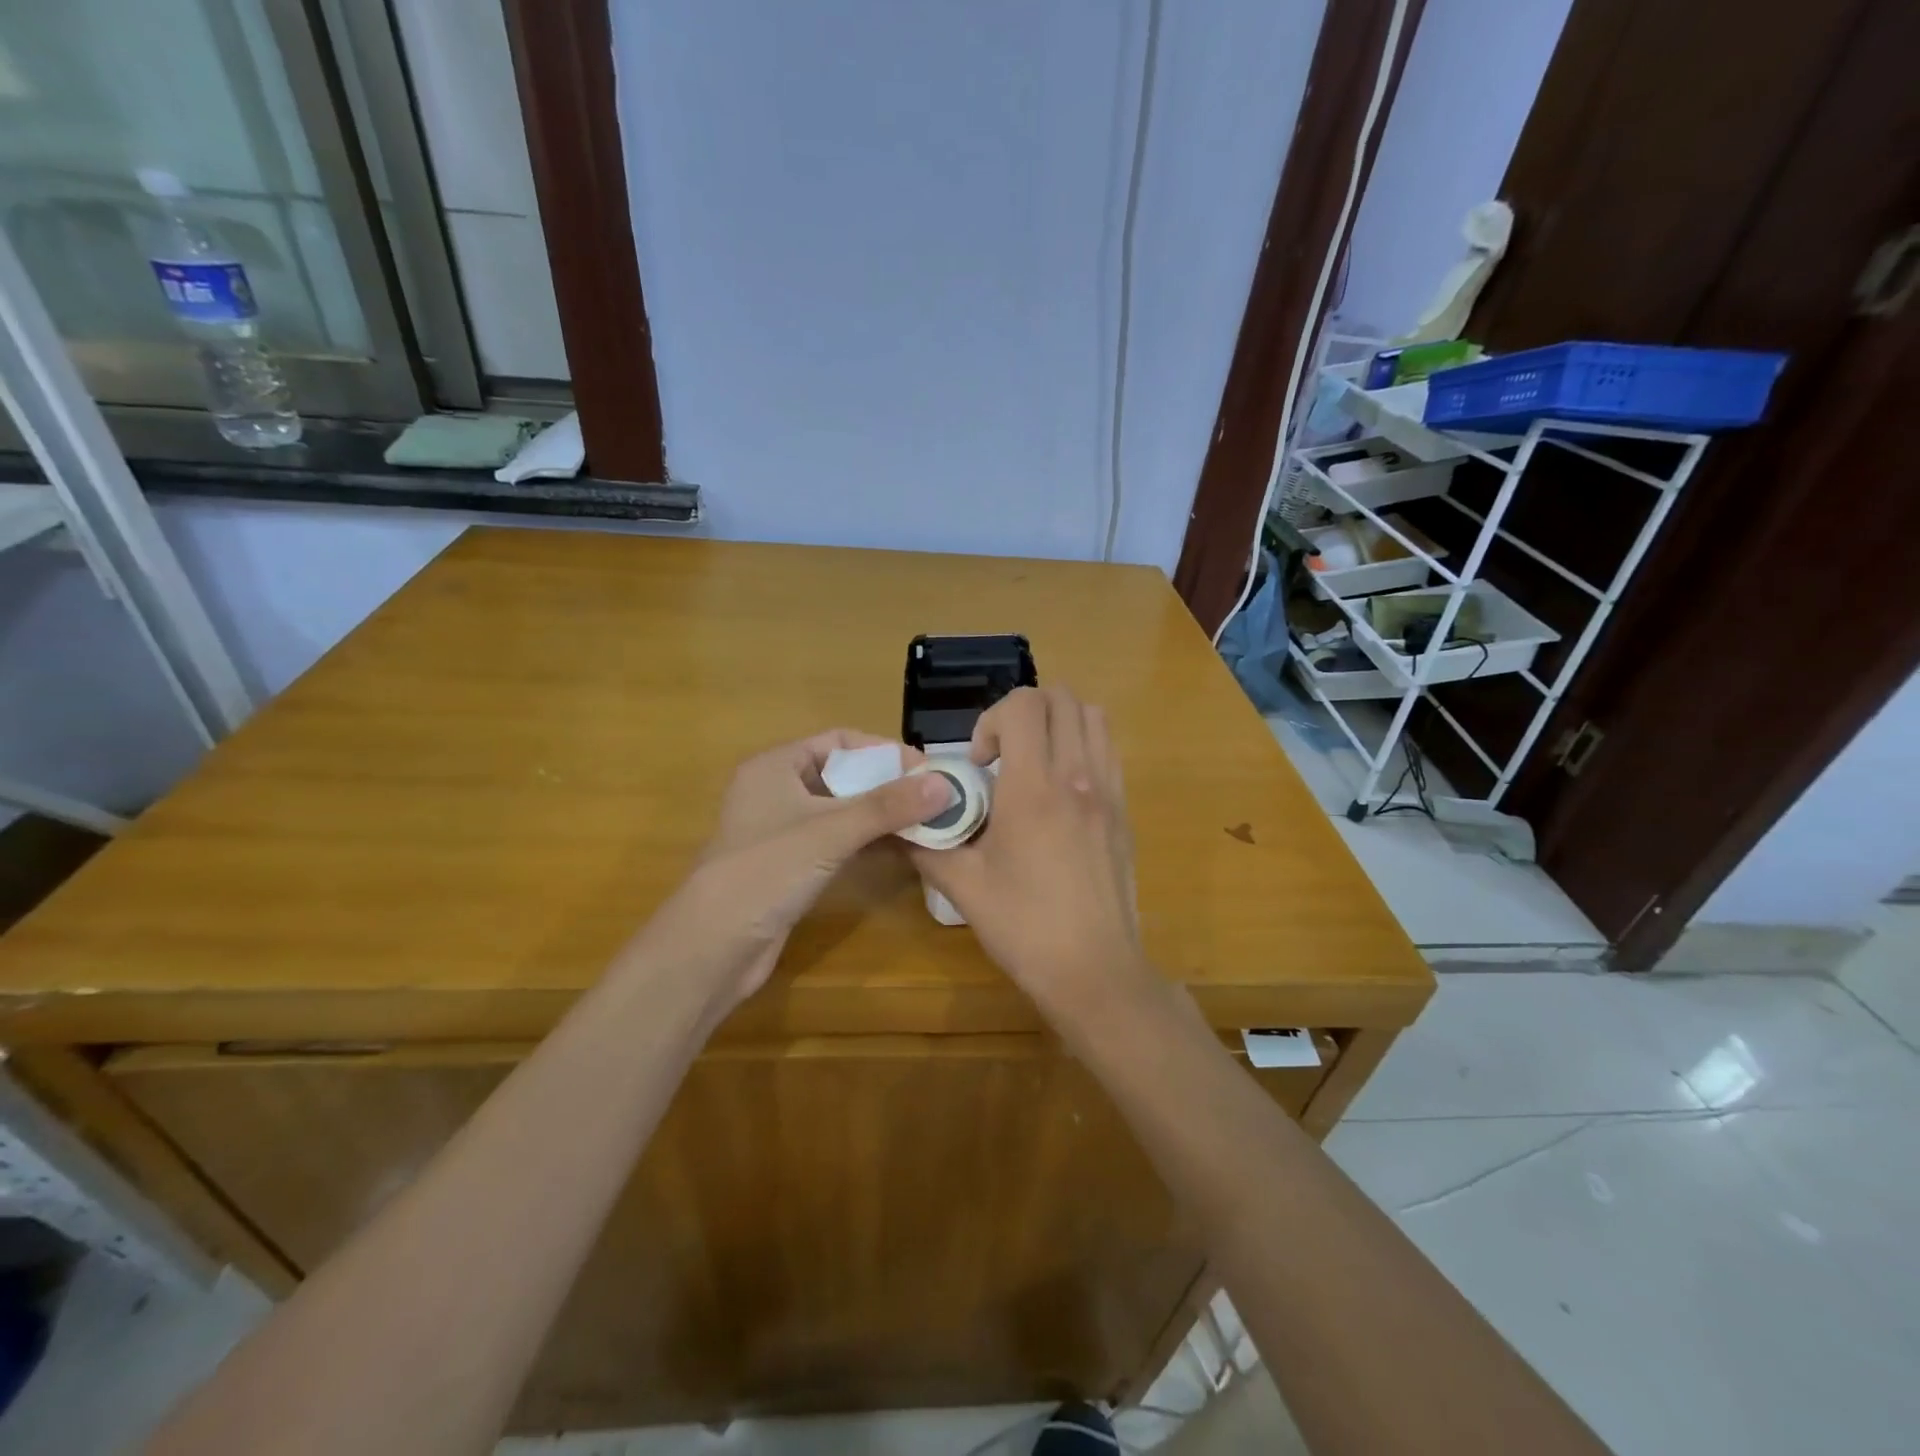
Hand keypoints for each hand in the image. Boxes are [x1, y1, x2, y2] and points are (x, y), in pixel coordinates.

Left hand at [644, 731, 947, 1012]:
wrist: (713, 947)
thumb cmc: (766, 871)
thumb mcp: (830, 831)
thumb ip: (888, 806)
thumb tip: (945, 784)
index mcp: (775, 766)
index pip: (840, 741)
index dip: (884, 751)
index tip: (926, 769)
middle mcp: (776, 791)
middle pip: (843, 775)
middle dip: (888, 785)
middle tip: (934, 797)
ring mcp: (782, 831)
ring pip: (842, 811)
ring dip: (881, 815)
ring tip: (927, 822)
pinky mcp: (790, 865)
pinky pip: (836, 841)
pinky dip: (867, 841)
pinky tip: (901, 848)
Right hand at [910, 687, 1148, 1012]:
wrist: (1094, 970)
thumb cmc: (1024, 927)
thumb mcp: (962, 887)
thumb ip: (927, 845)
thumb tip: (899, 823)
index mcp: (1034, 788)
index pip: (1022, 706)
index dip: (990, 721)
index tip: (979, 765)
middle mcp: (1077, 776)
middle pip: (1062, 698)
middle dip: (1024, 712)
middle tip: (1002, 756)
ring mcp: (1108, 792)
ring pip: (1093, 717)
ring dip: (1058, 723)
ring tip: (1033, 764)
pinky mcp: (1124, 812)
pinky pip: (1108, 752)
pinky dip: (1082, 747)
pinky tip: (1060, 792)